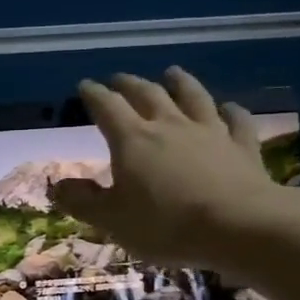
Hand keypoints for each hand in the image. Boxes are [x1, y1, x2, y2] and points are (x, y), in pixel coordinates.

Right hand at [50, 68, 289, 268]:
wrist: (238, 226)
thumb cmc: (166, 225)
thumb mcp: (113, 220)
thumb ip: (83, 201)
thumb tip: (57, 185)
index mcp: (133, 140)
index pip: (107, 108)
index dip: (94, 95)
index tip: (85, 86)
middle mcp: (169, 126)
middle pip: (148, 95)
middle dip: (130, 84)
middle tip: (120, 79)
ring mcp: (210, 132)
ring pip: (193, 97)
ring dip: (181, 82)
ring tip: (172, 72)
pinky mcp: (242, 147)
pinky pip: (236, 121)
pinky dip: (231, 111)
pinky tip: (229, 108)